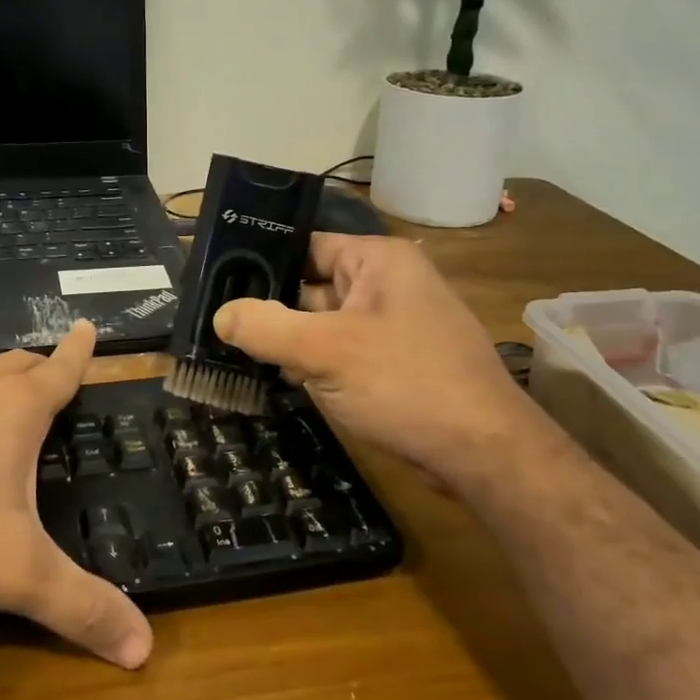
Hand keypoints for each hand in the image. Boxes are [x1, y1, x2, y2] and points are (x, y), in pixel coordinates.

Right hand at [213, 235, 533, 474]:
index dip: (261, 262)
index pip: (305, 246)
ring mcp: (391, 326)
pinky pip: (340, 353)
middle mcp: (386, 284)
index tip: (216, 283)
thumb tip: (220, 315)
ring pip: (321, 324)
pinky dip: (312, 365)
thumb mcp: (324, 351)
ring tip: (234, 353)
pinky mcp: (393, 363)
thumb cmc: (405, 383)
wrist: (483, 453)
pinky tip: (280, 380)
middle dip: (270, 309)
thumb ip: (266, 327)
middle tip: (216, 326)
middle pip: (310, 286)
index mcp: (377, 260)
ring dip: (288, 342)